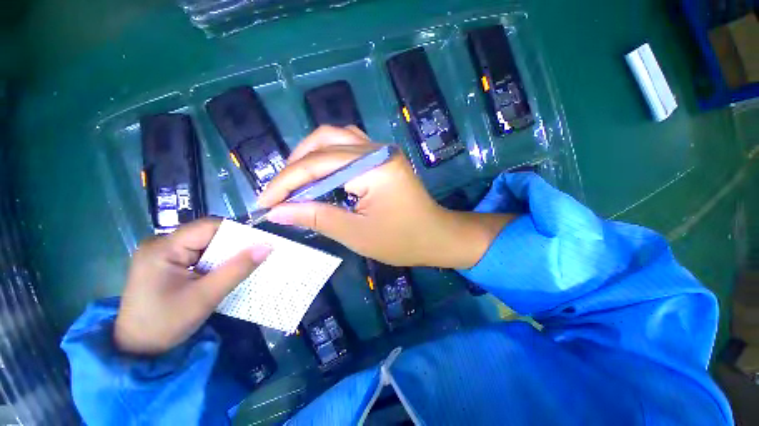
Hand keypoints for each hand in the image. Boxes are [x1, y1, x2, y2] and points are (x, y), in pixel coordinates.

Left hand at [114, 218, 270, 354]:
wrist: (136, 351)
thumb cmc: (165, 324)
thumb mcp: (206, 297)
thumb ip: (237, 269)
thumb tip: (267, 246)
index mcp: (163, 248)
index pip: (209, 227)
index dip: (238, 233)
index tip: (259, 244)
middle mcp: (160, 244)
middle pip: (207, 234)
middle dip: (232, 246)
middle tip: (255, 257)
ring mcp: (161, 254)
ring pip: (204, 245)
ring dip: (224, 255)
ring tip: (242, 265)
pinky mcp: (165, 264)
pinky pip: (197, 255)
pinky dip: (214, 262)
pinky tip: (223, 272)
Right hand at [256, 126, 512, 267]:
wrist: (436, 236)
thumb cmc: (401, 240)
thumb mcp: (356, 233)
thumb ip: (316, 217)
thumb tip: (278, 211)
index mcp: (373, 167)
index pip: (317, 165)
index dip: (285, 183)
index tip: (264, 202)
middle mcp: (377, 149)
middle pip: (324, 142)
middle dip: (295, 166)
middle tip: (280, 192)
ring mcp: (382, 150)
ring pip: (336, 137)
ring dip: (311, 155)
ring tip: (296, 181)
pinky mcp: (383, 157)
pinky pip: (349, 146)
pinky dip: (329, 156)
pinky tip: (321, 173)